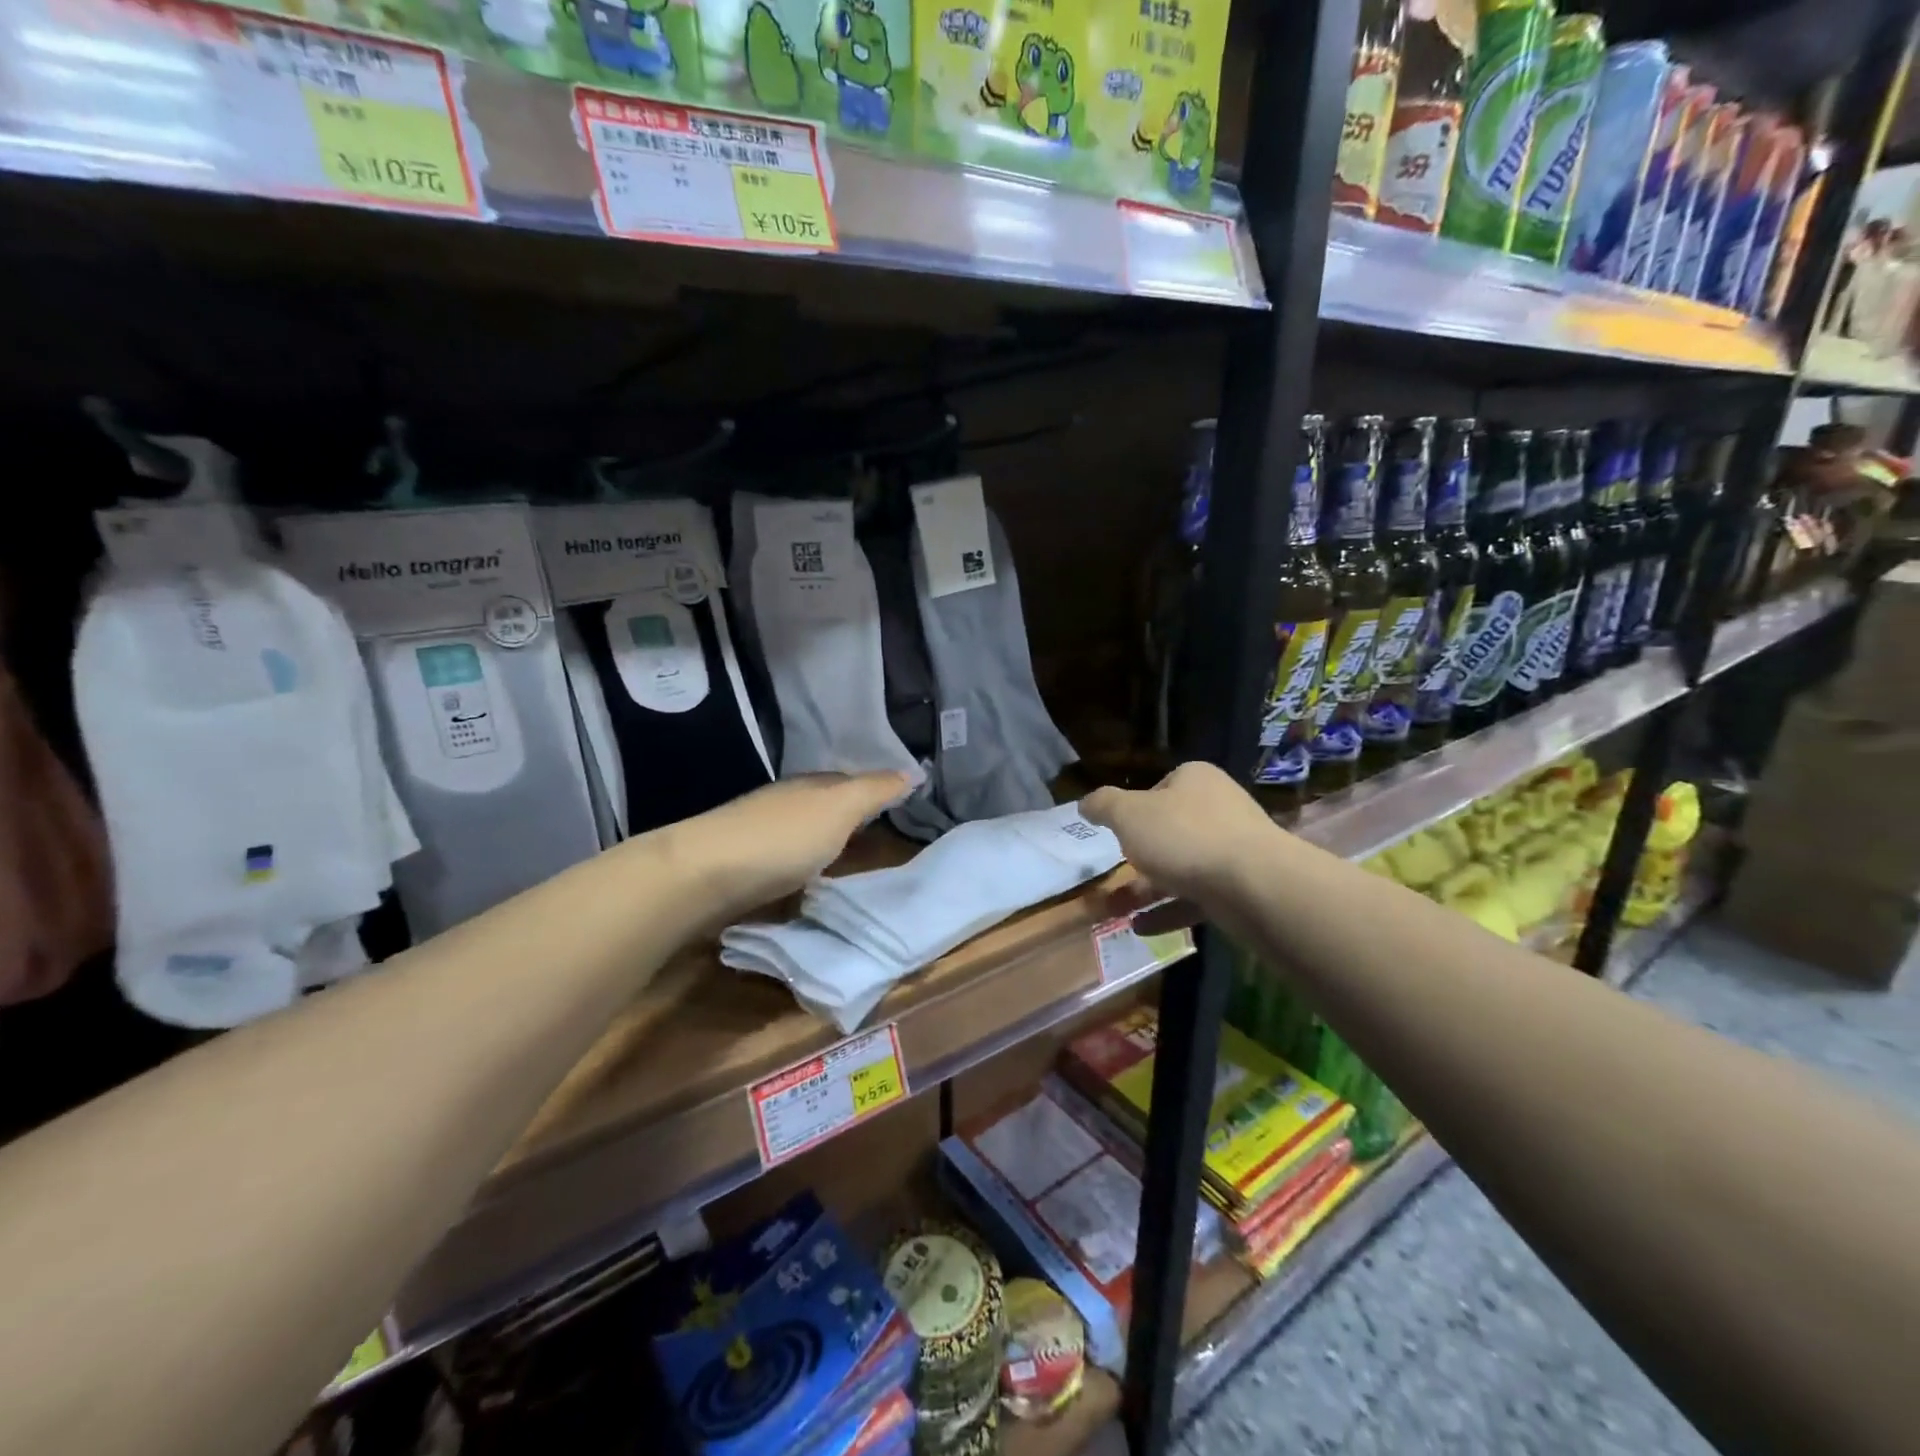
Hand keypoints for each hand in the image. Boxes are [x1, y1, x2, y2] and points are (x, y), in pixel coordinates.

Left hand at [664, 771, 912, 920]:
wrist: (706, 874)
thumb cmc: (784, 838)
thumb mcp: (840, 808)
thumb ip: (875, 790)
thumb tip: (912, 770)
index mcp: (810, 785)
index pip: (848, 781)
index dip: (873, 791)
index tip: (896, 806)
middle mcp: (785, 802)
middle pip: (823, 805)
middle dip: (847, 816)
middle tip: (877, 836)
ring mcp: (759, 832)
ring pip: (802, 831)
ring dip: (822, 842)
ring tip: (847, 862)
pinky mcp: (741, 864)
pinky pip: (783, 859)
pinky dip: (800, 864)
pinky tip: (806, 881)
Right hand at [1079, 761, 1281, 921]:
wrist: (1255, 884)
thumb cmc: (1184, 836)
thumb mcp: (1129, 814)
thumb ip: (1103, 805)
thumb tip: (1085, 803)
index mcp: (1195, 780)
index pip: (1159, 787)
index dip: (1135, 809)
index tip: (1117, 832)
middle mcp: (1218, 809)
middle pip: (1170, 829)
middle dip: (1138, 856)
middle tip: (1112, 874)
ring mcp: (1233, 850)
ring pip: (1181, 867)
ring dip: (1146, 889)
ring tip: (1113, 910)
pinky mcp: (1241, 888)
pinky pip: (1196, 898)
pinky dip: (1167, 912)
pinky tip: (1140, 928)